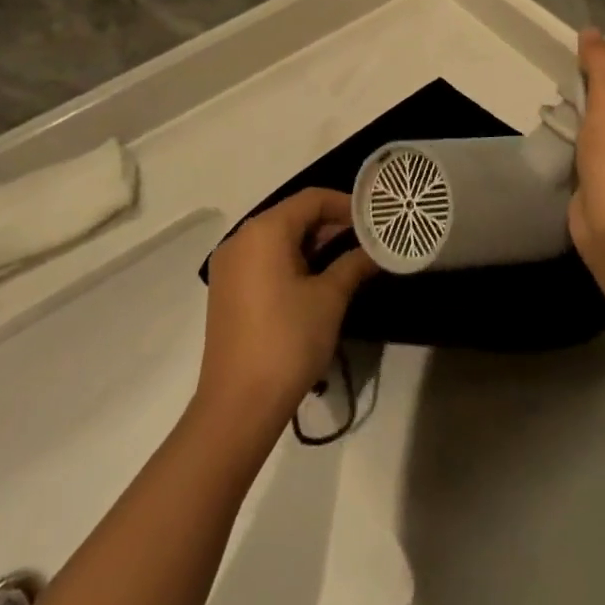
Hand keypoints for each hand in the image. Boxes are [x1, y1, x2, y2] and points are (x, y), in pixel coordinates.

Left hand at [197, 188, 377, 432]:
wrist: (238, 405)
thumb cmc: (288, 340)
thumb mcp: (329, 298)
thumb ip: (354, 263)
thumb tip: (377, 250)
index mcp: (264, 231)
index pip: (312, 199)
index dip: (346, 204)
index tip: (374, 219)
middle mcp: (241, 238)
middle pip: (293, 215)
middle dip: (331, 224)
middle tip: (366, 240)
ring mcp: (230, 265)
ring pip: (278, 238)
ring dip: (313, 243)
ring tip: (348, 258)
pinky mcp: (227, 289)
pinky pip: (264, 258)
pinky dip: (292, 259)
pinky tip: (317, 279)